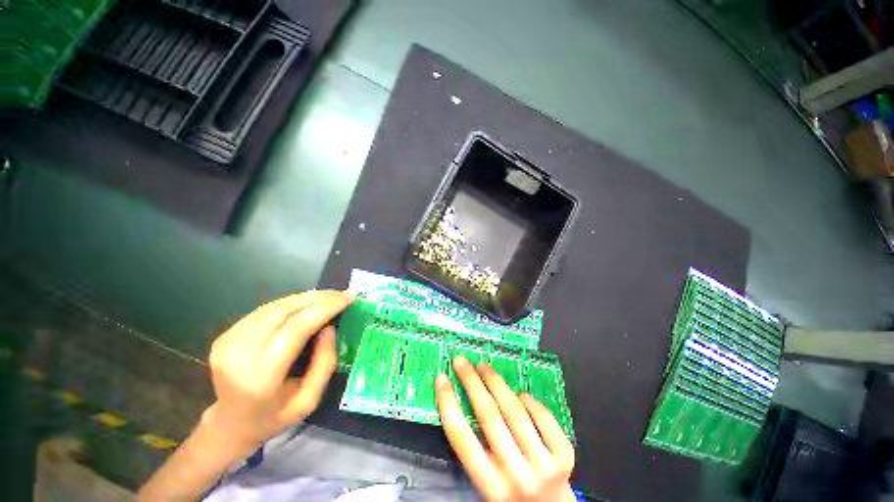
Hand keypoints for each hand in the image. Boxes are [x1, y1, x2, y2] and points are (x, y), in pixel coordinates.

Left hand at [201, 290, 353, 455]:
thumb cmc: (273, 419)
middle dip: (311, 299)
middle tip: (337, 294)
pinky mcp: (222, 336)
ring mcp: (227, 341)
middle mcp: (240, 352)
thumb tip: (329, 329)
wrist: (231, 423)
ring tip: (321, 298)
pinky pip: (255, 315)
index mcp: (262, 375)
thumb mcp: (306, 403)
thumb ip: (321, 367)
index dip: (321, 309)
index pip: (294, 329)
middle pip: (279, 312)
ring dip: (295, 301)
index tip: (346, 297)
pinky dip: (278, 309)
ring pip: (266, 309)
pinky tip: (294, 310)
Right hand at [436, 356, 575, 501]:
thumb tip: (471, 413)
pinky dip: (532, 404)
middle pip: (491, 419)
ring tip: (486, 368)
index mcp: (488, 484)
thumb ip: (478, 457)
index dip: (449, 405)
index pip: (462, 439)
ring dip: (499, 387)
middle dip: (473, 385)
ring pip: (518, 416)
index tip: (441, 380)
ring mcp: (544, 462)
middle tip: (462, 362)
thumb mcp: (485, 485)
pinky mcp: (565, 455)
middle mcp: (516, 472)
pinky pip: (546, 421)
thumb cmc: (510, 498)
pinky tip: (520, 392)